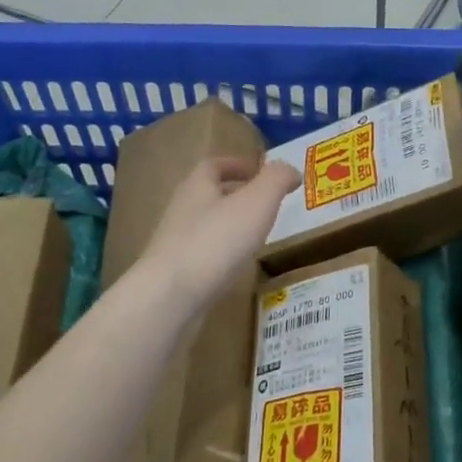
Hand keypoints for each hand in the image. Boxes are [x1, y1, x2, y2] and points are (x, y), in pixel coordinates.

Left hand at [138, 156, 298, 308]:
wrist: (170, 297)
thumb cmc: (216, 241)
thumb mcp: (257, 202)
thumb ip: (276, 180)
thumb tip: (290, 169)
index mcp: (197, 186)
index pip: (214, 165)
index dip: (237, 164)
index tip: (259, 170)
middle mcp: (181, 210)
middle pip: (208, 194)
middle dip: (235, 194)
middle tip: (264, 203)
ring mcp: (175, 243)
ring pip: (205, 225)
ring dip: (229, 225)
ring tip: (256, 234)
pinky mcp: (175, 274)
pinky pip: (202, 254)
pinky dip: (222, 253)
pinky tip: (237, 265)